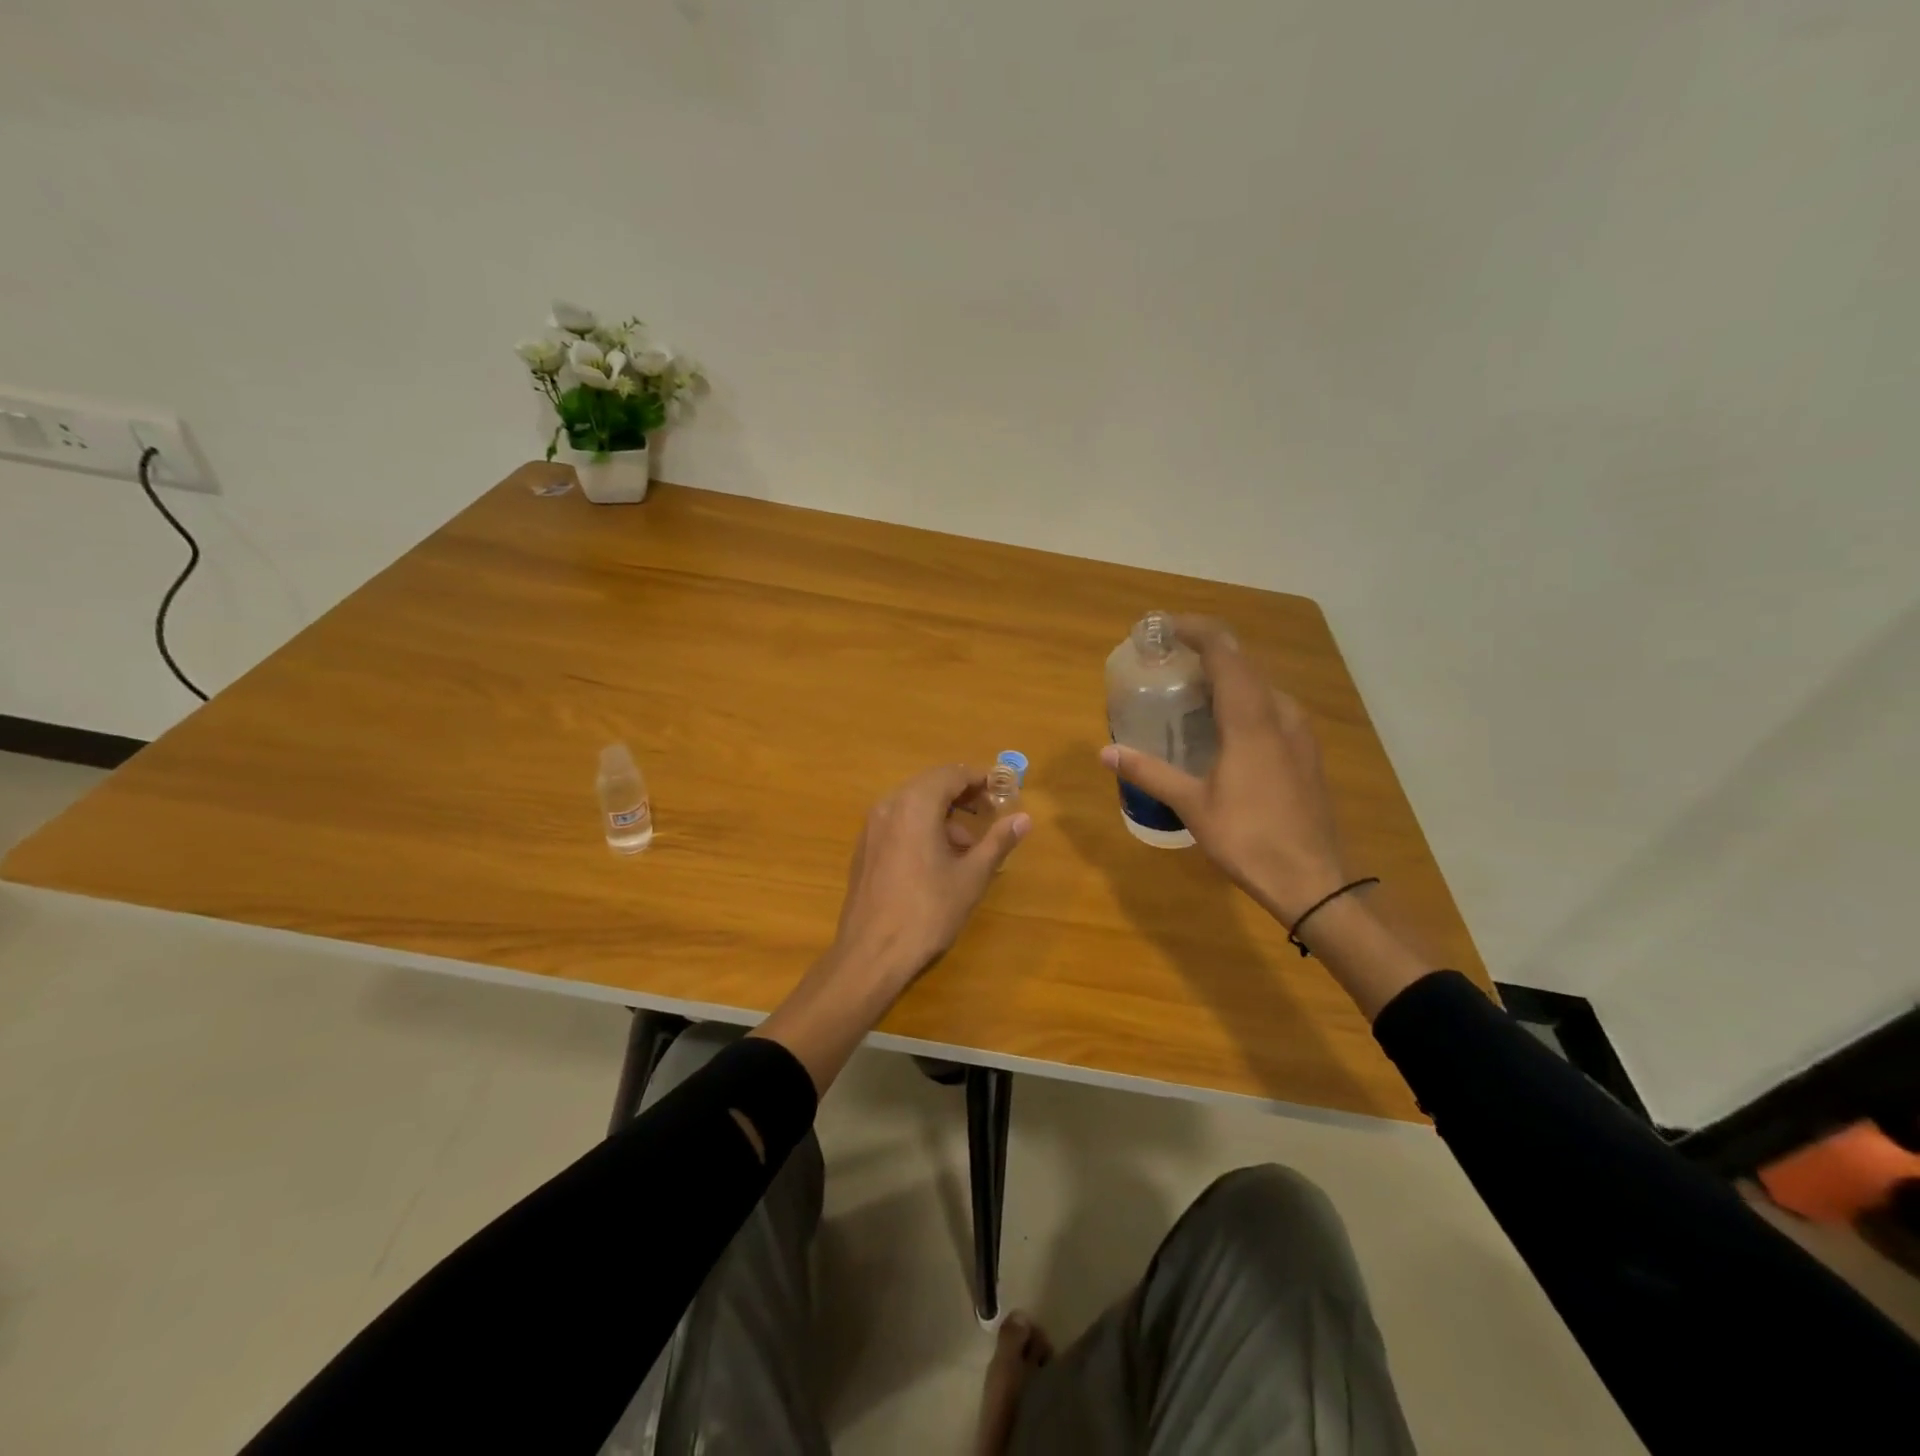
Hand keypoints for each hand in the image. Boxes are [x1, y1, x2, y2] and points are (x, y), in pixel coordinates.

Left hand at [830, 763, 1032, 990]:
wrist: (871, 953)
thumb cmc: (928, 911)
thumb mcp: (971, 876)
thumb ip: (998, 841)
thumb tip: (1024, 819)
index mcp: (915, 804)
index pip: (952, 774)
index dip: (980, 778)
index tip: (1004, 789)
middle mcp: (889, 805)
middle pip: (930, 784)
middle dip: (962, 794)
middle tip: (989, 811)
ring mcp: (871, 827)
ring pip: (912, 804)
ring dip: (942, 814)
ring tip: (968, 846)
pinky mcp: (864, 848)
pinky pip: (898, 822)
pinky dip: (921, 827)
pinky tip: (938, 860)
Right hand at [1100, 615, 1347, 923]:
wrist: (1313, 878)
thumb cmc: (1248, 838)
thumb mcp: (1191, 804)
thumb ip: (1149, 772)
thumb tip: (1105, 752)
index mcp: (1250, 718)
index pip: (1224, 651)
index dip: (1195, 629)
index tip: (1162, 628)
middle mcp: (1279, 713)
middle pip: (1243, 662)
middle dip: (1206, 650)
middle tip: (1167, 659)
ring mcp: (1298, 732)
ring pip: (1260, 684)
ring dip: (1226, 675)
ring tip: (1190, 689)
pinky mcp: (1305, 751)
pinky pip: (1271, 706)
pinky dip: (1243, 699)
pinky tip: (1223, 725)